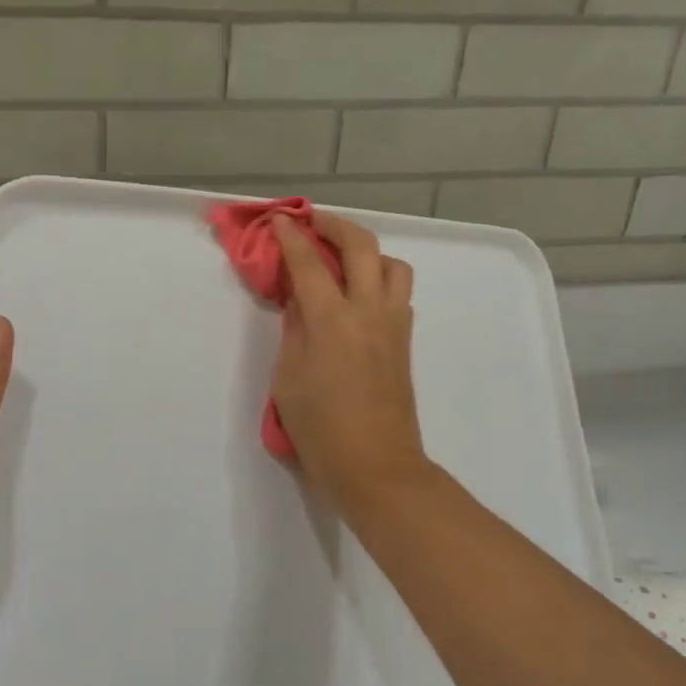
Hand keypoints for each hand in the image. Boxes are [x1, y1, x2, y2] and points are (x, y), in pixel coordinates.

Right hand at [270, 215, 430, 515]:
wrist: (376, 467)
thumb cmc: (320, 429)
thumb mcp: (289, 378)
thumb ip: (295, 331)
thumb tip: (300, 302)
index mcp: (332, 321)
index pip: (309, 263)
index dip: (291, 236)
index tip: (280, 219)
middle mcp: (369, 312)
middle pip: (362, 246)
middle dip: (335, 225)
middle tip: (313, 222)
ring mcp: (394, 325)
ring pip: (393, 265)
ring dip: (367, 251)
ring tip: (342, 261)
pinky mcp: (405, 342)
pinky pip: (398, 292)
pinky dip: (379, 278)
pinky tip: (358, 296)